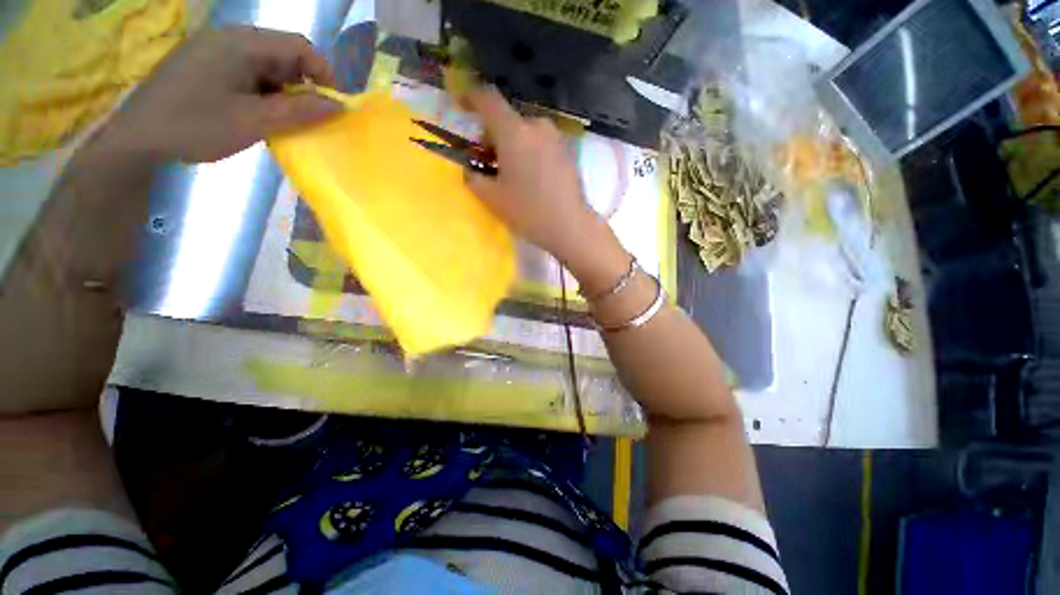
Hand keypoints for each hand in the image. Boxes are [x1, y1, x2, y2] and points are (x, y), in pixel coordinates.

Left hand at [106, 26, 341, 163]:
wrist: (136, 140)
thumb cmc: (196, 125)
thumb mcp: (255, 121)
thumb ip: (300, 111)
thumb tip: (339, 107)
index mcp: (241, 43)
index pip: (299, 46)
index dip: (323, 74)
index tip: (333, 106)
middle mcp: (229, 39)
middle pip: (282, 55)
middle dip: (302, 86)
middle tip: (308, 119)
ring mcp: (214, 51)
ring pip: (265, 66)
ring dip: (282, 93)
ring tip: (282, 121)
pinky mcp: (204, 66)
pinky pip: (246, 73)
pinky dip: (262, 94)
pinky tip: (258, 115)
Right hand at [463, 89, 601, 264]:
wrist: (571, 226)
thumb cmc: (529, 212)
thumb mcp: (492, 198)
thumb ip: (473, 178)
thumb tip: (472, 169)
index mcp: (514, 132)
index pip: (488, 99)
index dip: (471, 97)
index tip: (461, 105)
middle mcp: (537, 126)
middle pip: (507, 119)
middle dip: (493, 135)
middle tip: (488, 161)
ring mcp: (556, 137)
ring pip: (525, 131)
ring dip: (512, 144)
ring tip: (511, 173)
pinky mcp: (568, 151)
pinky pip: (541, 142)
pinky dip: (529, 151)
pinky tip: (531, 177)